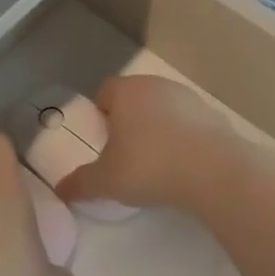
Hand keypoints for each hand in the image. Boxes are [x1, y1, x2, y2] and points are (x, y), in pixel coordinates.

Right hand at [54, 75, 238, 212]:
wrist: (215, 172)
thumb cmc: (149, 166)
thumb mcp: (107, 180)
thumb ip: (81, 183)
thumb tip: (59, 190)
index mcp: (126, 91)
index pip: (105, 92)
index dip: (100, 114)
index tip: (102, 141)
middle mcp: (156, 85)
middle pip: (134, 98)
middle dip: (128, 121)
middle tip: (125, 154)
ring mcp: (188, 97)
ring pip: (163, 109)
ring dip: (157, 128)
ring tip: (156, 162)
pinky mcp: (213, 115)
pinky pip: (188, 124)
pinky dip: (183, 138)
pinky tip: (183, 165)